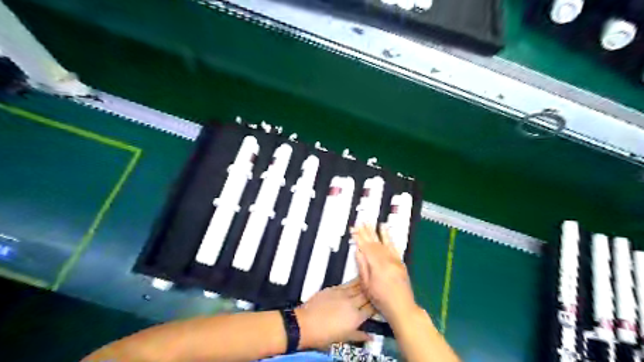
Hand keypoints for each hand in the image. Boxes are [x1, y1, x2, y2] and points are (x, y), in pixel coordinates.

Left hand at [297, 278, 377, 348]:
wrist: (305, 324)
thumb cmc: (324, 335)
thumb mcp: (343, 338)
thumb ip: (359, 335)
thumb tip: (371, 337)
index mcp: (356, 318)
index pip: (371, 308)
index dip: (378, 305)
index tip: (382, 302)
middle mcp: (352, 304)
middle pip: (367, 295)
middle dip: (374, 292)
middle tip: (380, 288)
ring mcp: (342, 294)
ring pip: (358, 286)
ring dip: (366, 283)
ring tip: (373, 279)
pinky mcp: (334, 288)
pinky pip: (348, 284)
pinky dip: (355, 281)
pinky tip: (359, 278)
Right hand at [352, 224, 417, 323]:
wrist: (402, 307)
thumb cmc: (381, 300)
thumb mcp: (367, 285)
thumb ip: (362, 266)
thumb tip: (358, 251)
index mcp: (377, 265)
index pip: (366, 247)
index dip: (359, 237)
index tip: (354, 229)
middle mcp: (387, 259)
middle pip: (375, 243)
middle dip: (367, 232)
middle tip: (361, 223)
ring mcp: (395, 260)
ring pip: (384, 243)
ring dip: (378, 232)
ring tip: (373, 223)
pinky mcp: (400, 262)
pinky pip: (394, 247)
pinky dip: (390, 239)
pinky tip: (387, 232)